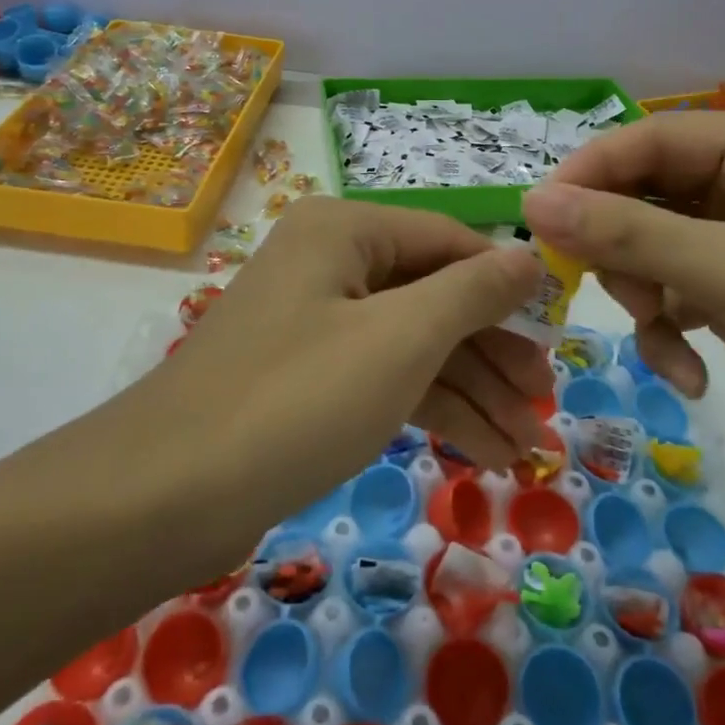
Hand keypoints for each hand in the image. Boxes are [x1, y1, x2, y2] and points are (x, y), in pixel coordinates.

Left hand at [109, 197, 550, 545]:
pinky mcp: (307, 377)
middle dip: (491, 355)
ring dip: (469, 393)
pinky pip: (382, 377)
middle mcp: (330, 263)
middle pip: (432, 297)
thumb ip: (472, 292)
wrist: (166, 495)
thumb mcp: (401, 338)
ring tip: (526, 448)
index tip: (559, 332)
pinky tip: (480, 452)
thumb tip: (528, 256)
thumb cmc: (298, 398)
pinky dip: (428, 410)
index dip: (507, 285)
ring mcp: (316, 322)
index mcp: (345, 230)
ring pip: (411, 344)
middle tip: (545, 405)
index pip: (449, 241)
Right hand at [521, 112, 724, 493]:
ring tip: (668, 341)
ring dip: (648, 299)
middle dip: (626, 251)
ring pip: (655, 249)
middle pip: (645, 196)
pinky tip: (690, 374)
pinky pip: (680, 292)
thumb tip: (533, 202)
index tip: (538, 223)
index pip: (648, 140)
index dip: (588, 176)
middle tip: (626, 299)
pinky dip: (673, 330)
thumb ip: (630, 234)